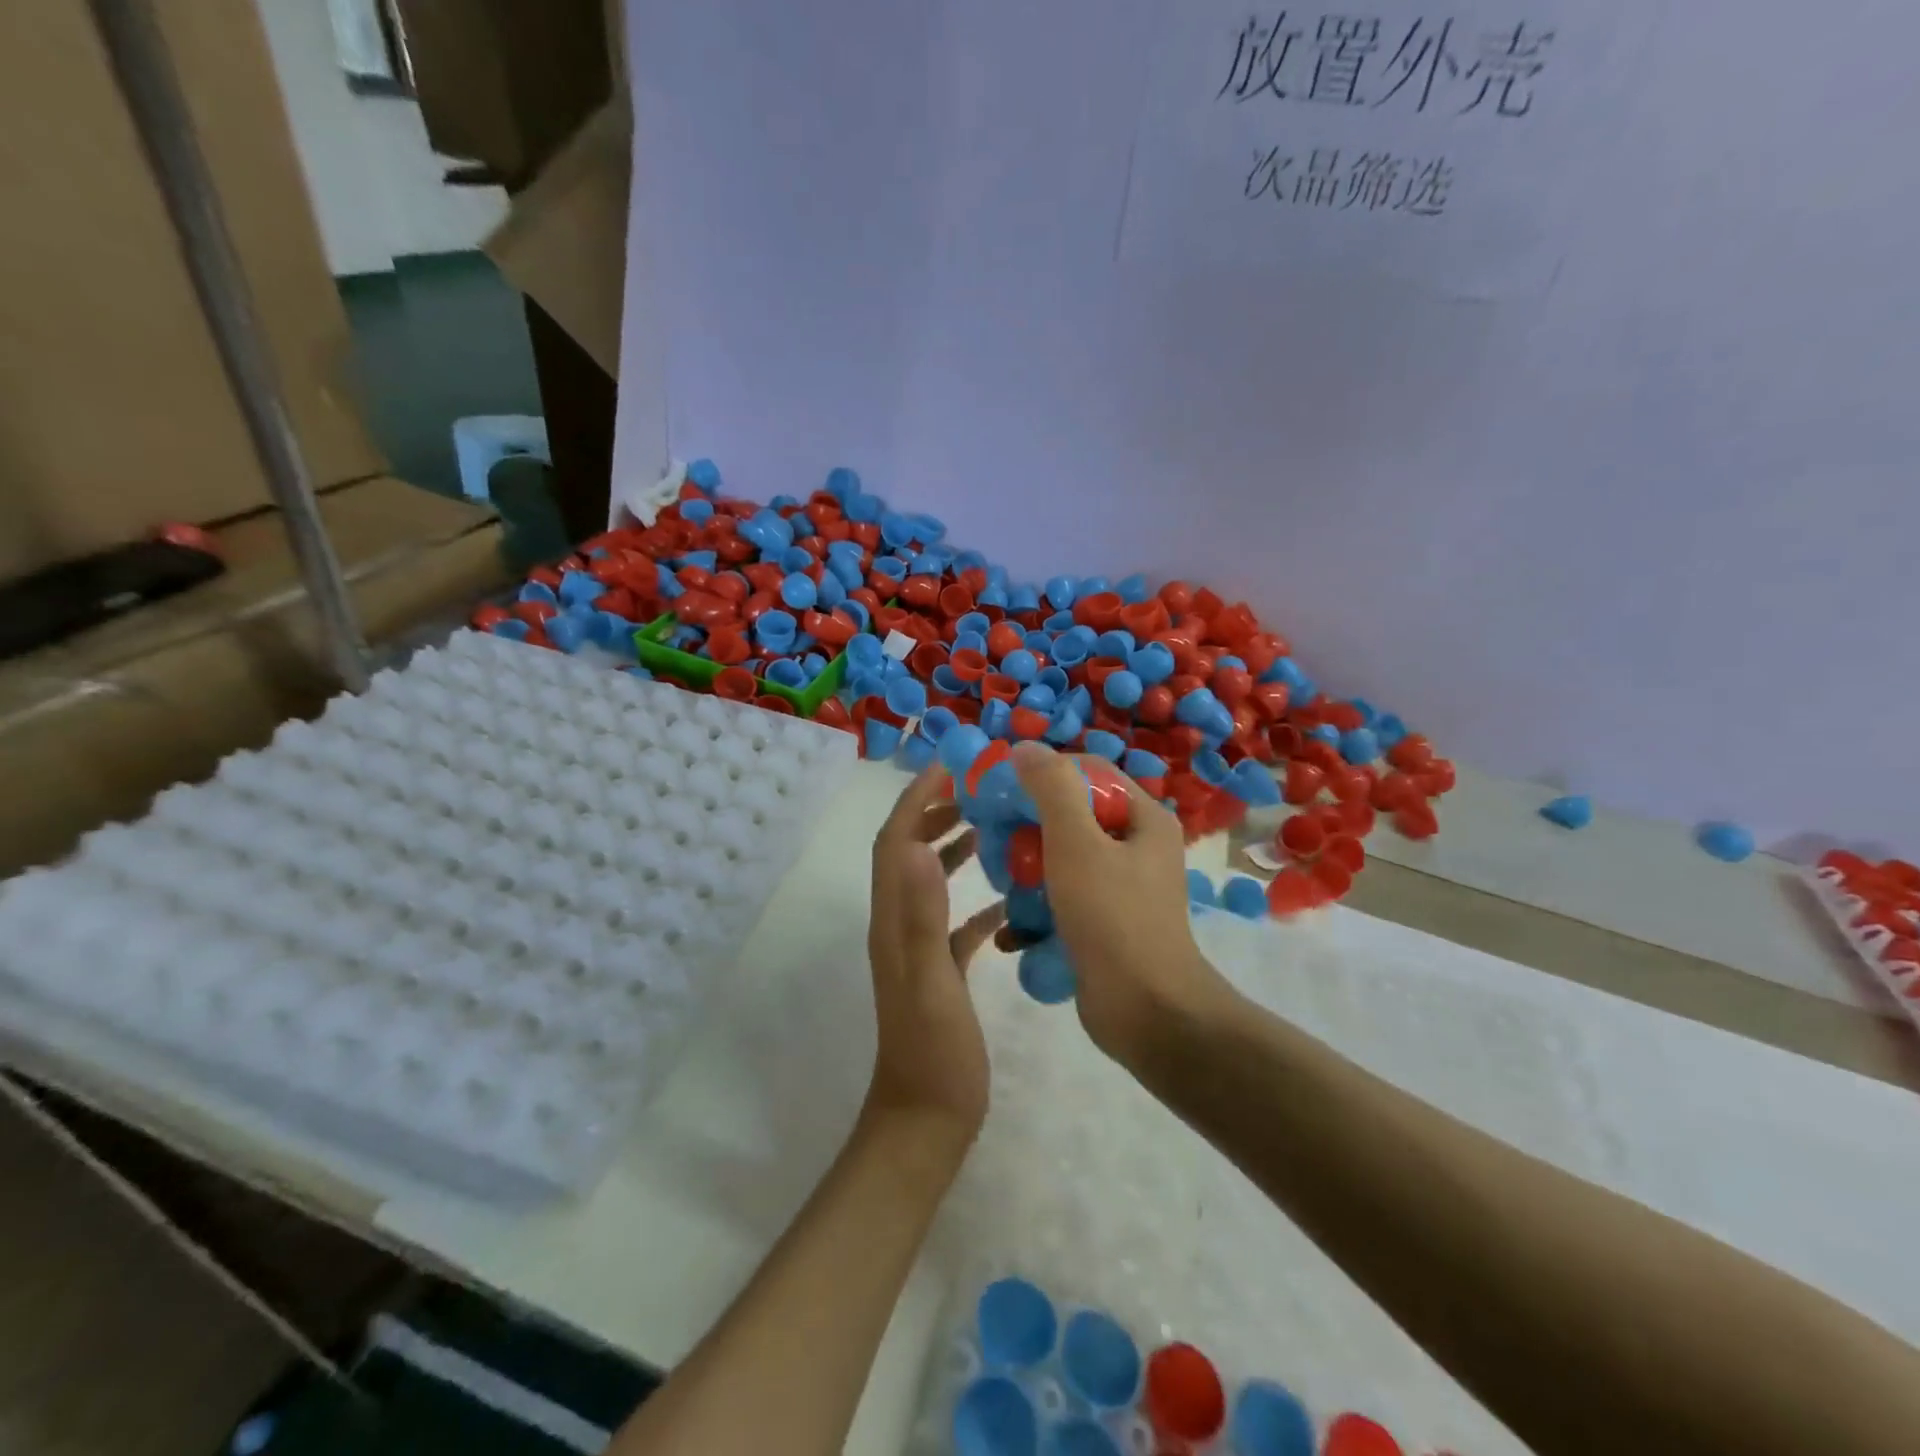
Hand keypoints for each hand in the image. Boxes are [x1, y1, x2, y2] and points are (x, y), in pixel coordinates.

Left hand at [864, 765, 1006, 1147]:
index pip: (894, 843)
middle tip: (974, 790)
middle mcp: (899, 927)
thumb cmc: (933, 1054)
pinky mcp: (940, 971)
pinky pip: (956, 921)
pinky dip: (976, 899)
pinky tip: (1008, 899)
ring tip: (989, 826)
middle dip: (932, 814)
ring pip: (930, 882)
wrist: (926, 1121)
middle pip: (907, 853)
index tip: (947, 769)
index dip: (914, 801)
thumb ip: (924, 918)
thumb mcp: (931, 983)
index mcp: (892, 921)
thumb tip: (920, 850)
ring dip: (951, 847)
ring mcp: (919, 950)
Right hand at [1001, 743, 1233, 1062]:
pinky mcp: (1106, 922)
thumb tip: (1025, 748)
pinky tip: (1016, 928)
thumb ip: (1051, 788)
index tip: (1002, 790)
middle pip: (1071, 816)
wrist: (1146, 1012)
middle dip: (1029, 829)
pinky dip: (1040, 907)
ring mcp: (1122, 887)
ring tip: (1003, 885)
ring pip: (1062, 859)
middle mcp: (1137, 845)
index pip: (1087, 772)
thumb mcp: (1077, 842)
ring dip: (1028, 870)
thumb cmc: (1113, 917)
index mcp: (1143, 817)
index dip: (1043, 773)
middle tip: (996, 844)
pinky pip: (1065, 897)